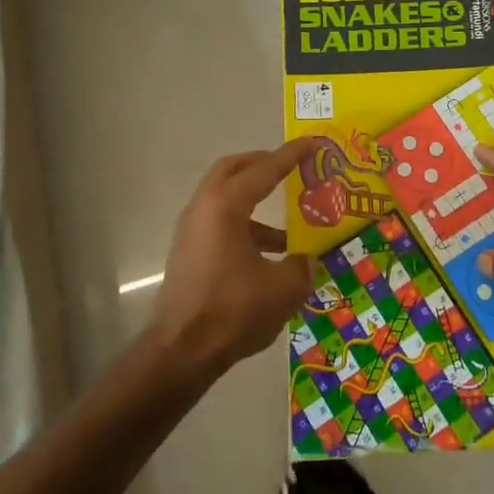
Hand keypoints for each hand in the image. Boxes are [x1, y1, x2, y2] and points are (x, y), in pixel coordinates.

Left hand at [150, 140, 315, 377]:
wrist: (181, 351)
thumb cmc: (234, 310)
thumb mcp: (284, 288)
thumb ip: (301, 265)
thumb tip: (307, 259)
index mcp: (226, 206)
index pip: (264, 170)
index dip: (290, 155)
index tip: (311, 142)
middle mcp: (203, 208)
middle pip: (232, 170)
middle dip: (261, 164)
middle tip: (289, 166)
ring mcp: (191, 231)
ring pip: (224, 199)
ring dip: (254, 202)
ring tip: (290, 225)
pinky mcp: (188, 253)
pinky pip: (220, 224)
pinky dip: (245, 226)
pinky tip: (269, 256)